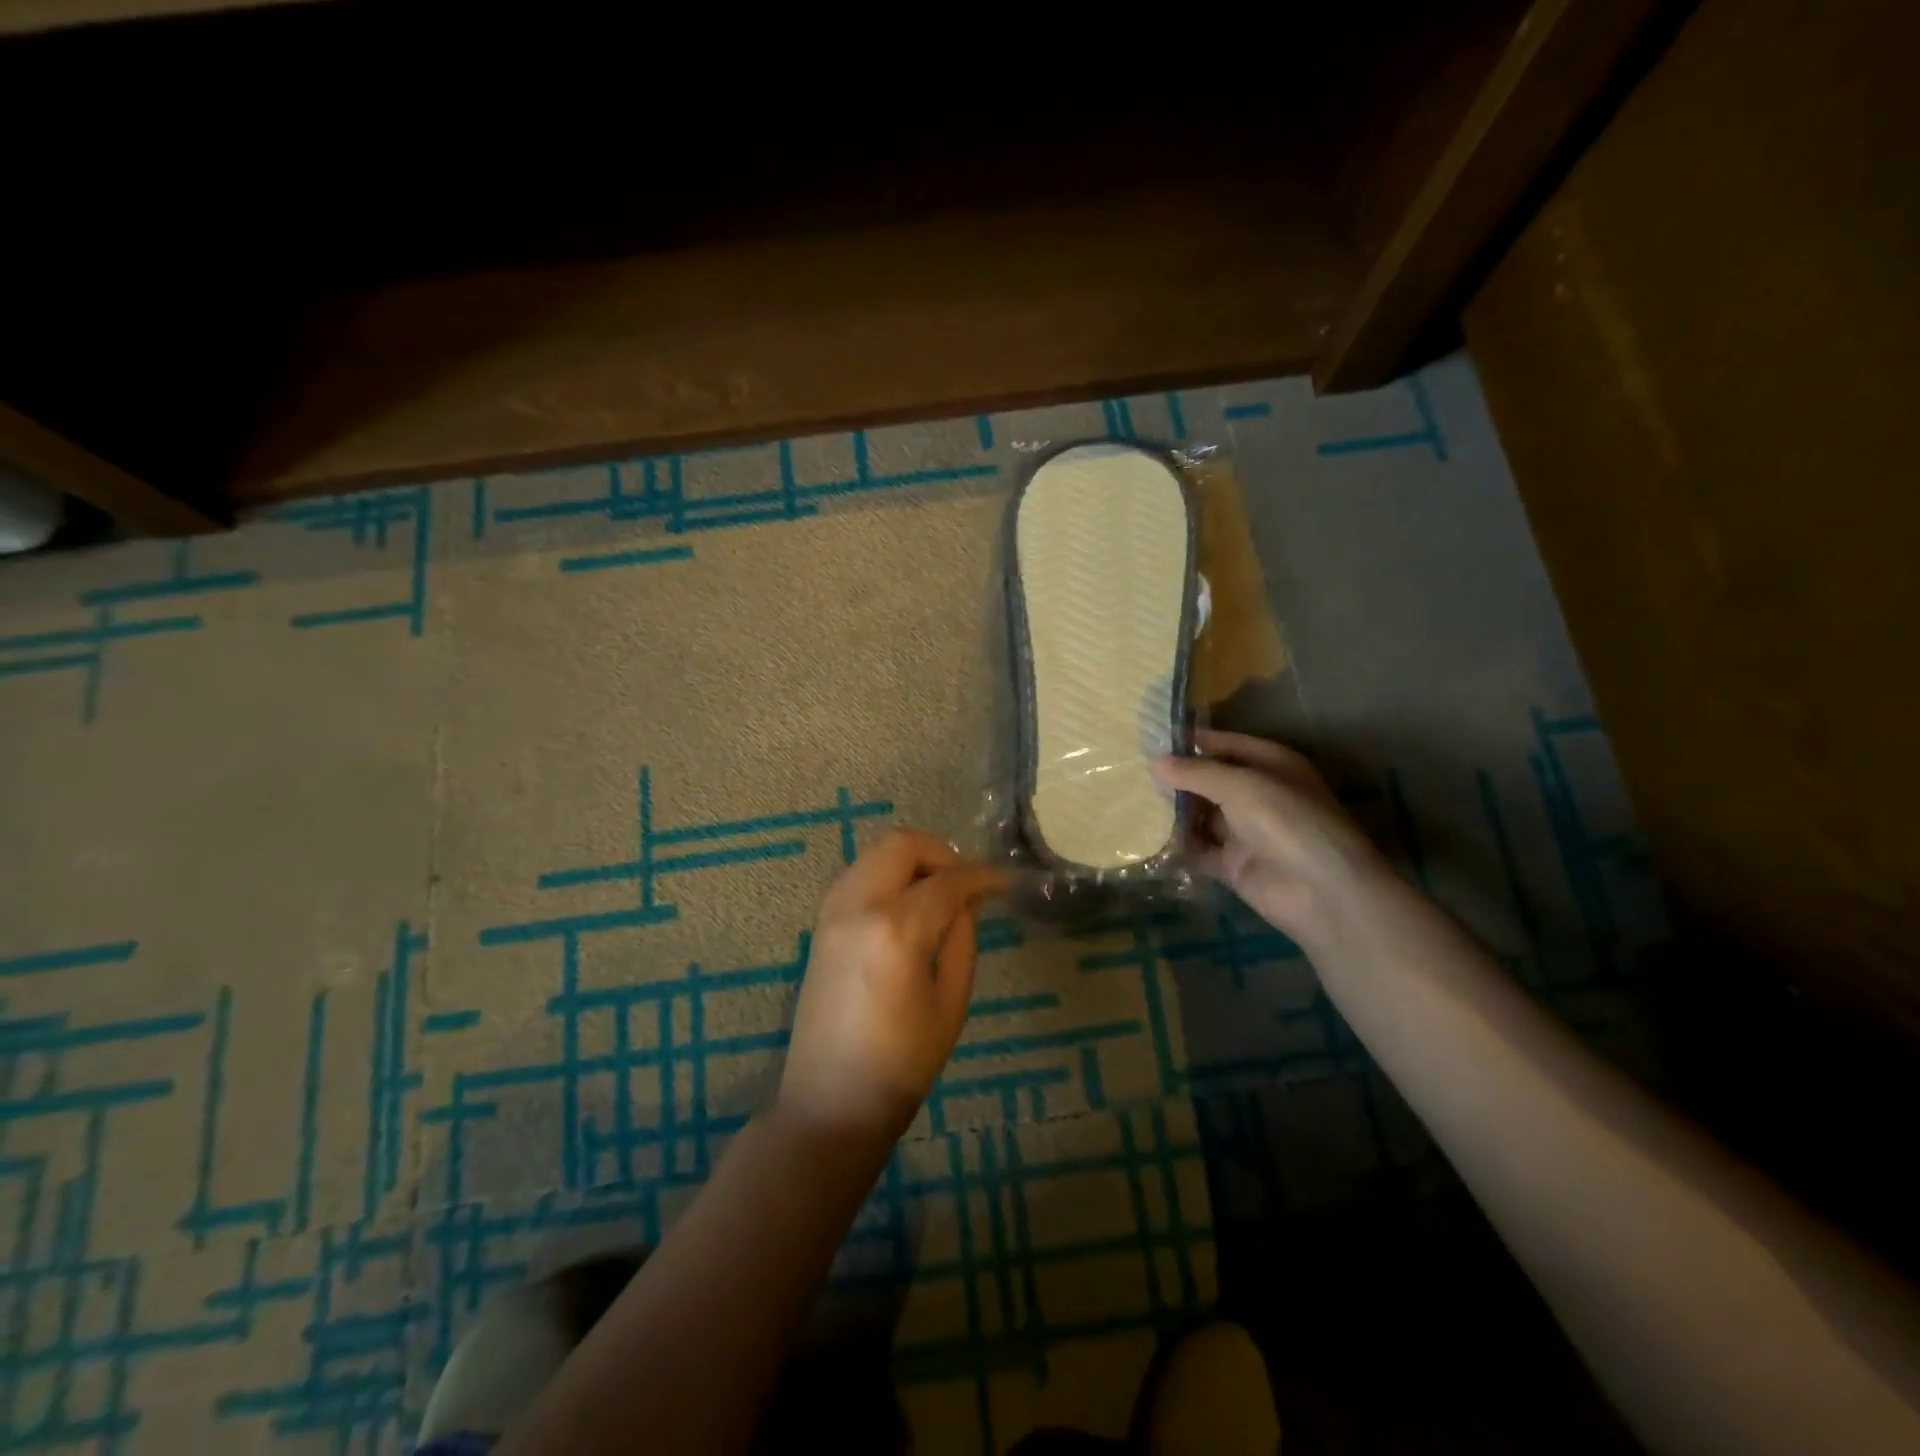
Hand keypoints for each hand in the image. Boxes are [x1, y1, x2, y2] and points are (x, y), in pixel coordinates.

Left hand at [780, 829, 1006, 1141]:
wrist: (830, 1101)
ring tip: (939, 890)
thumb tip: (967, 901)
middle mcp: (859, 906)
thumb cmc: (902, 1063)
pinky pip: (857, 874)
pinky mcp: (820, 924)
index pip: (947, 881)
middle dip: (940, 852)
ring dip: (911, 859)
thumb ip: (961, 939)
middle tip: (965, 882)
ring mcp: (832, 911)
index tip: (1004, 884)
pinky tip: (907, 904)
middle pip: (901, 843)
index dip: (982, 877)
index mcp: (897, 929)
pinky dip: (886, 873)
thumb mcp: (951, 1002)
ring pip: (874, 852)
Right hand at [1153, 729, 1390, 942]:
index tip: (1151, 738)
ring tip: (1132, 801)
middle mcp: (1259, 794)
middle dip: (1178, 777)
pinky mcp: (1234, 864)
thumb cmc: (1287, 821)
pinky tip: (1146, 836)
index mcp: (1271, 764)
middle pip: (1211, 780)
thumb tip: (1155, 763)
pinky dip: (1179, 845)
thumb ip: (1196, 773)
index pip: (1226, 744)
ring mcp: (1246, 830)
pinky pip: (1199, 849)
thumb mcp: (1241, 785)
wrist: (1321, 891)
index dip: (1193, 741)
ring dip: (1174, 811)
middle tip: (1132, 771)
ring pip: (1202, 814)